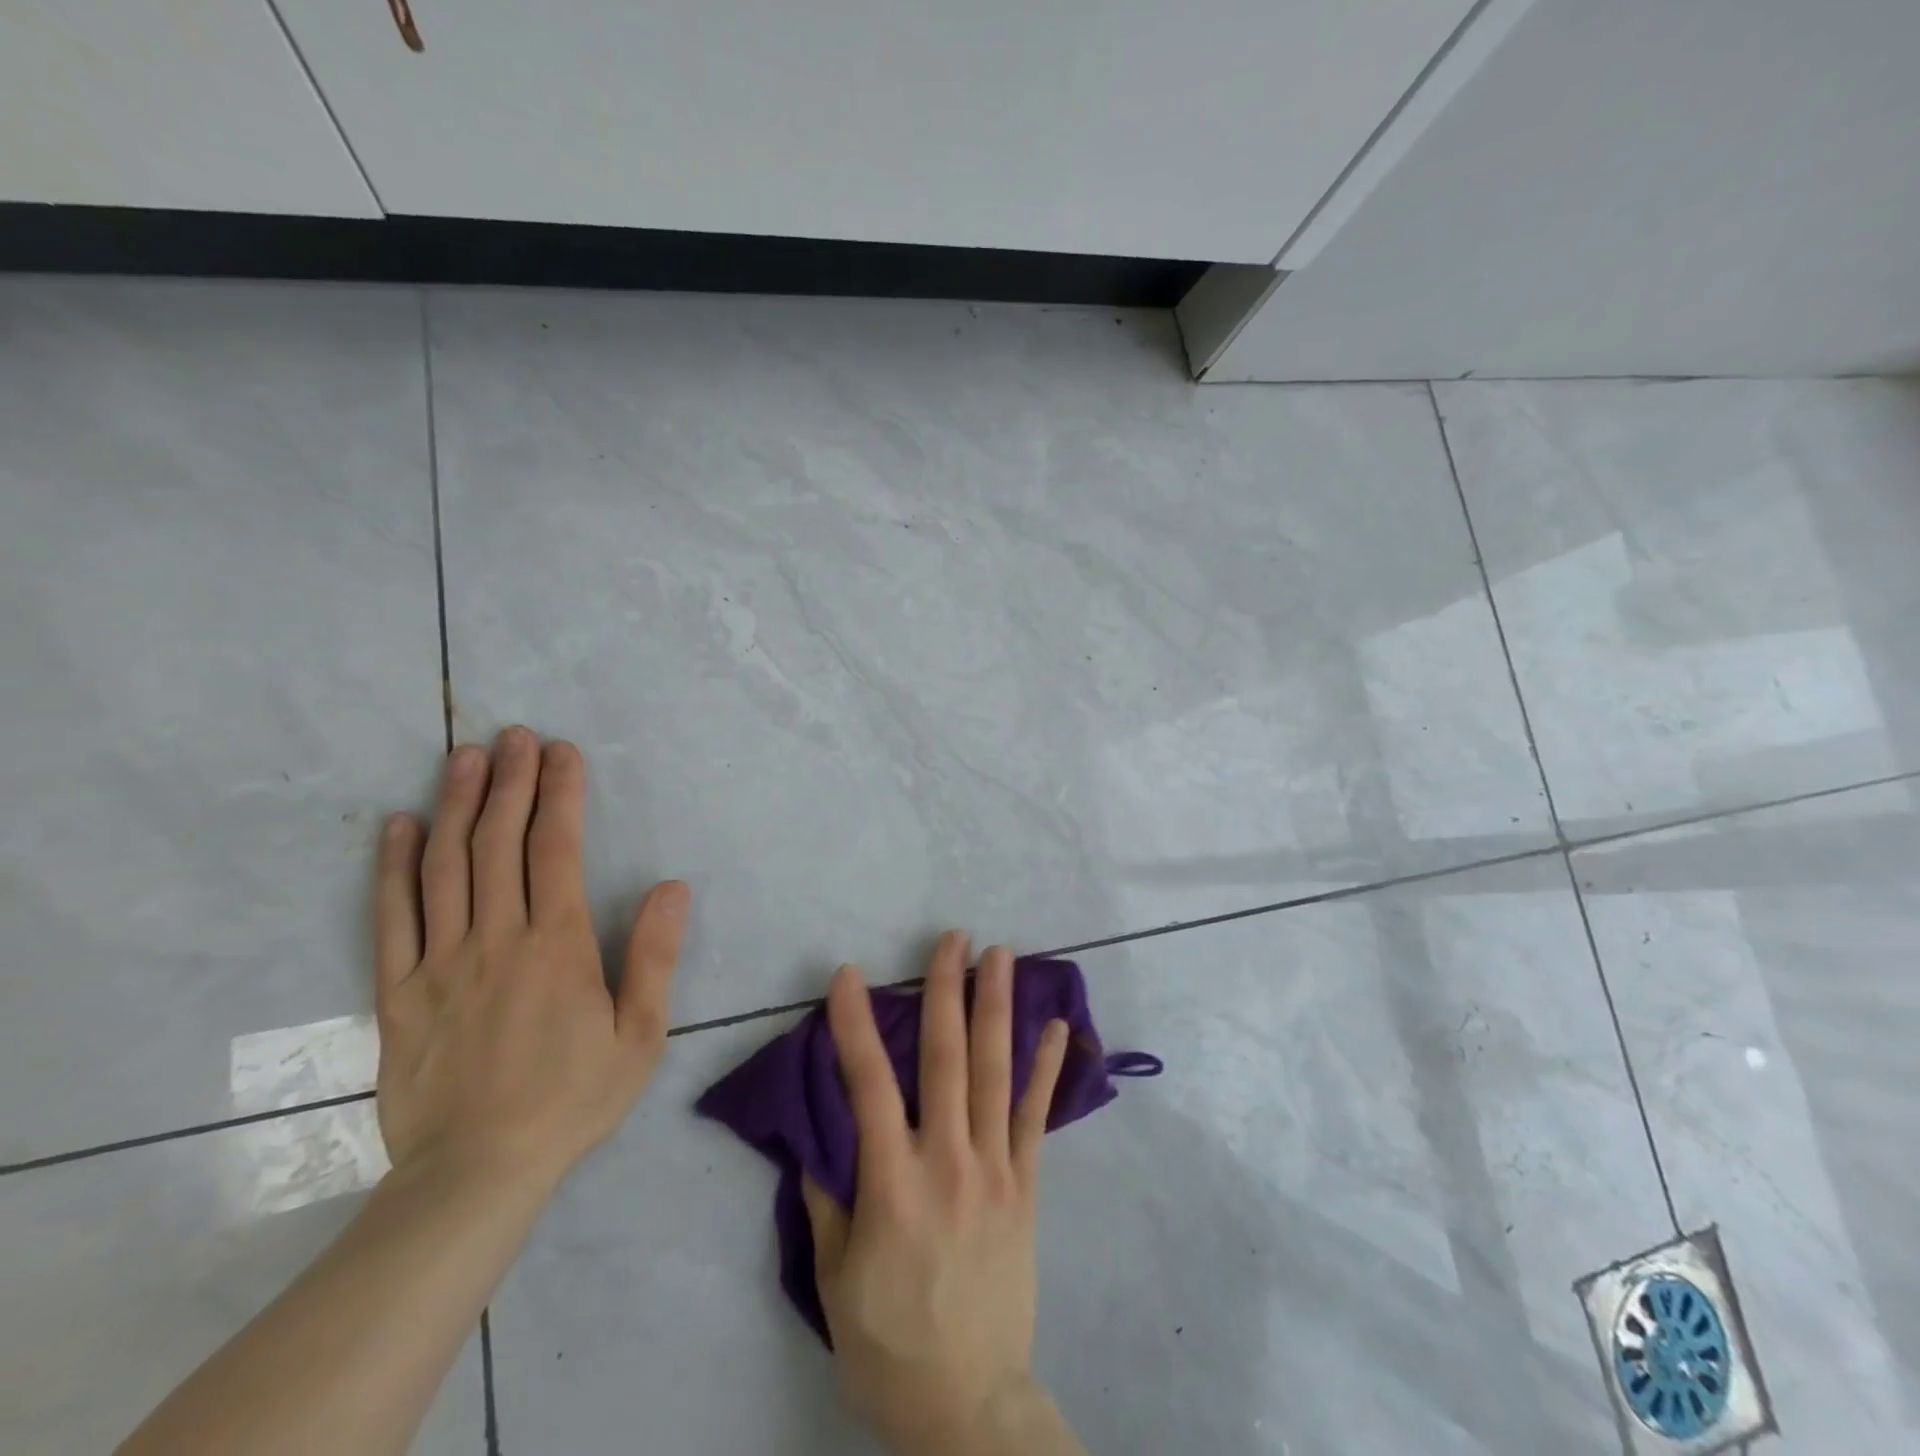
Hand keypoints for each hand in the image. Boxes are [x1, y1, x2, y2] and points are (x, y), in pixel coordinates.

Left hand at [372, 726, 688, 1191]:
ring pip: (445, 867)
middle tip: (516, 735)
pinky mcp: (399, 992)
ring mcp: (440, 962)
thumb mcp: (640, 1034)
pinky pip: (392, 917)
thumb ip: (655, 956)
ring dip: (457, 805)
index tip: (563, 752)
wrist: (476, 1174)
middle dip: (512, 782)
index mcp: (557, 946)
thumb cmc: (573, 1099)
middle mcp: (496, 939)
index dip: (561, 794)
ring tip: (465, 757)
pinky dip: (393, 866)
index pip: (556, 849)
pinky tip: (399, 826)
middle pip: (499, 844)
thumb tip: (672, 887)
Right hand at [803, 933, 1082, 1455]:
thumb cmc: (888, 1345)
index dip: (855, 1025)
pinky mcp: (1026, 1186)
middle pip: (946, 1059)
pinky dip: (1047, 1068)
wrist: (969, 1405)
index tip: (849, 975)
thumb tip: (818, 1135)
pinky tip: (1057, 1026)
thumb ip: (828, 1200)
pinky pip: (1037, 1117)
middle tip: (951, 937)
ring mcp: (995, 1168)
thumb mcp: (834, 1281)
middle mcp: (948, 1160)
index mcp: (892, 1182)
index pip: (868, 1085)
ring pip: (996, 1073)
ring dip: (997, 1008)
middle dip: (945, 990)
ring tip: (1001, 955)